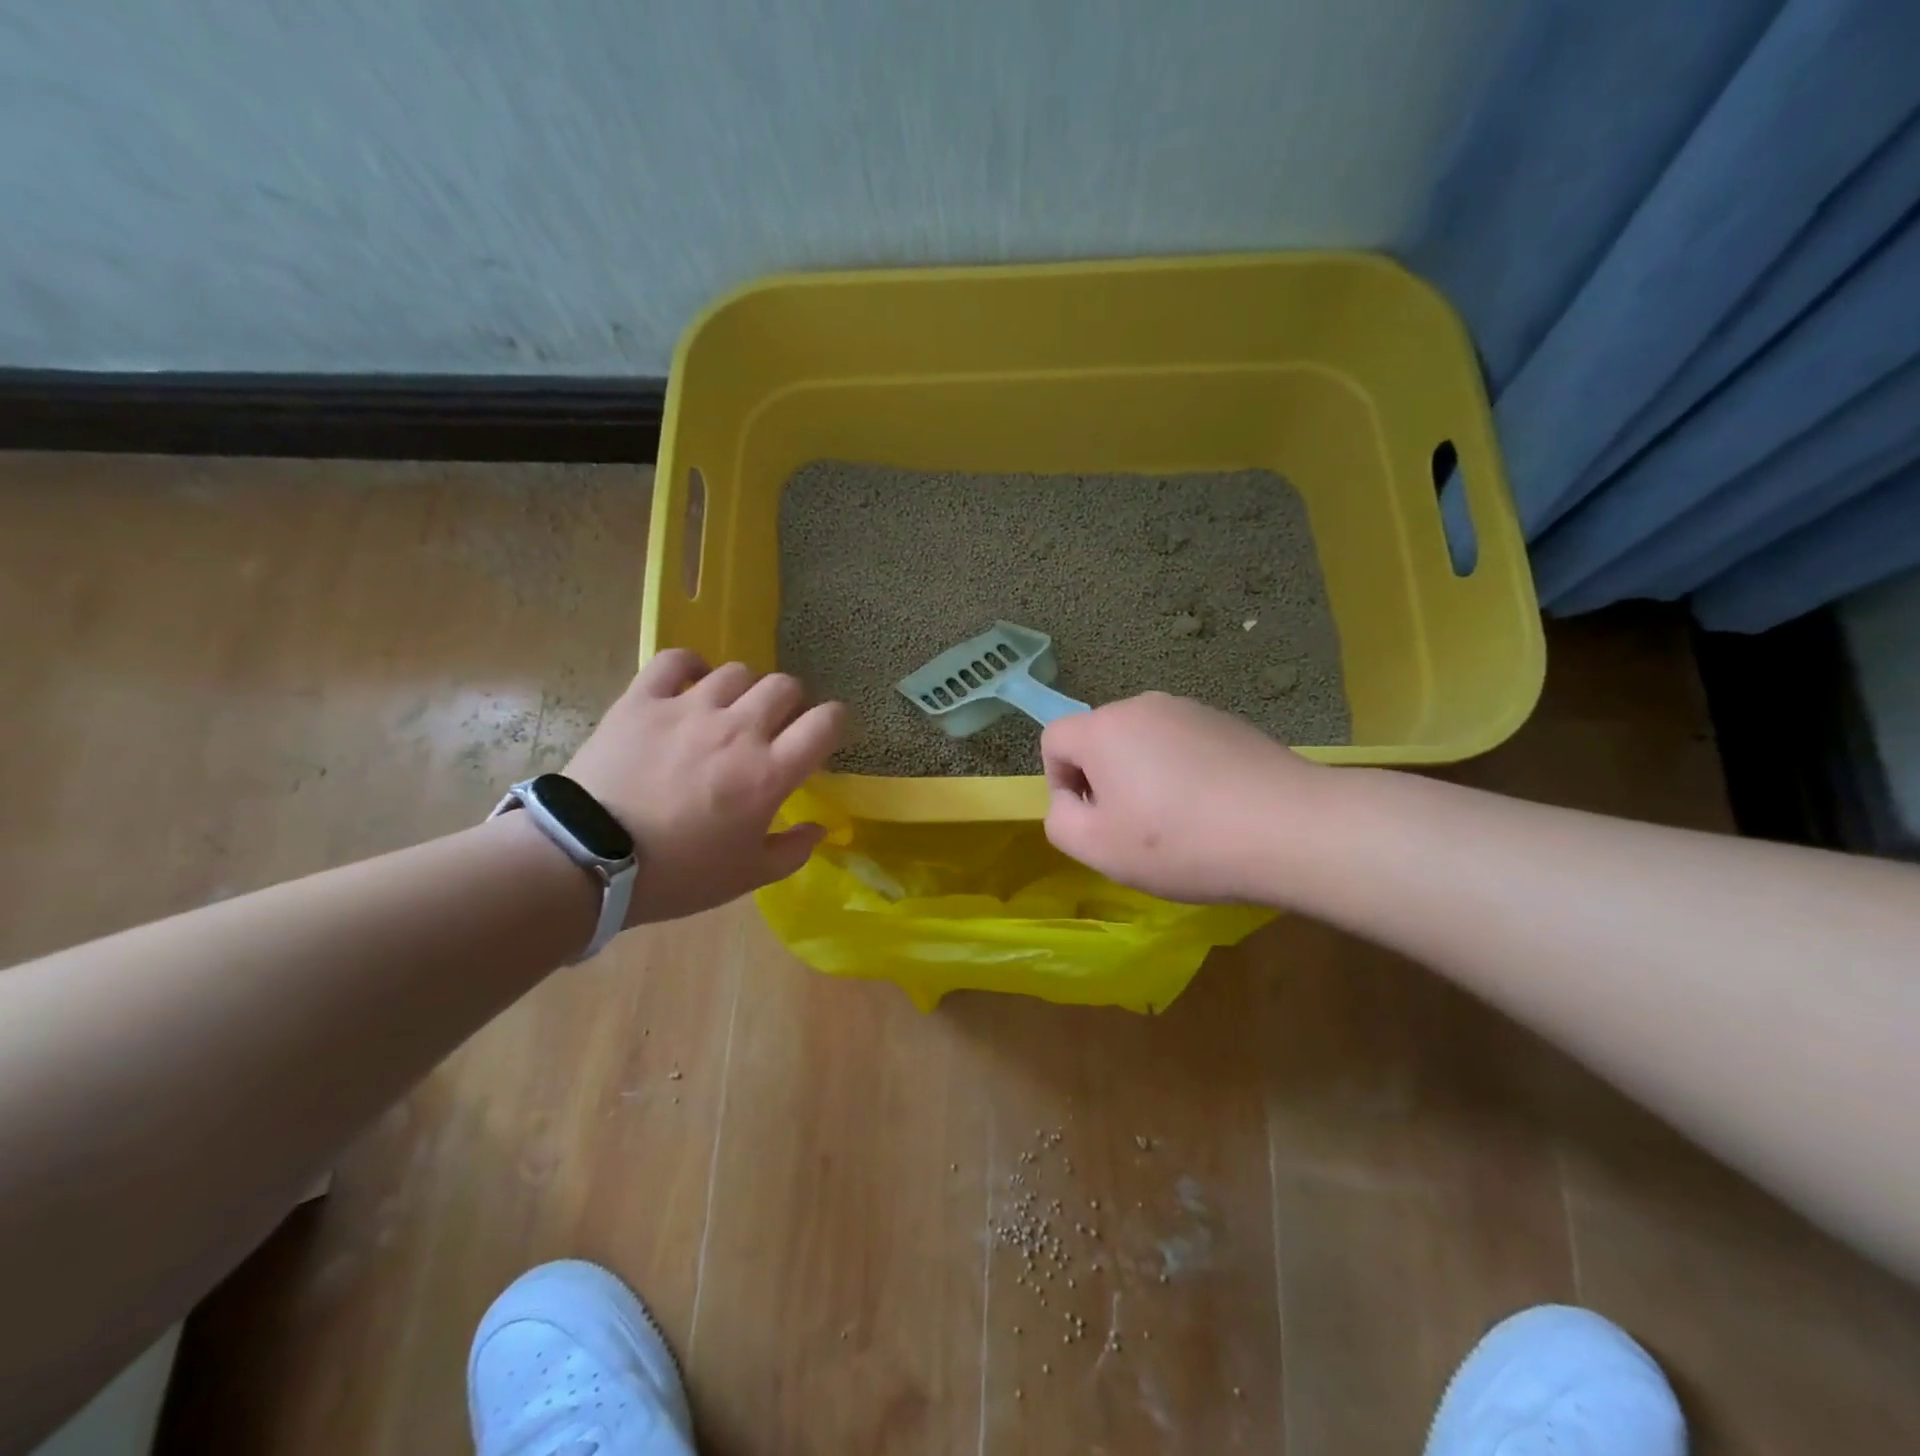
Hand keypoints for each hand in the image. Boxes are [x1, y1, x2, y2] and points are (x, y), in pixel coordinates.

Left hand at [564, 652, 845, 924]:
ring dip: (744, 689)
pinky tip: (691, 682)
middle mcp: (738, 729)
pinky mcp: (643, 699)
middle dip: (791, 703)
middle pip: (784, 686)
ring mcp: (689, 708)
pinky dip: (690, 666)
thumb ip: (792, 851)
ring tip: (730, 709)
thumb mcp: (746, 876)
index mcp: (769, 772)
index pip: (824, 723)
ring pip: (737, 671)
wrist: (588, 860)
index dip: (834, 722)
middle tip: (775, 726)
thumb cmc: (678, 874)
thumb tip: (819, 829)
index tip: (825, 733)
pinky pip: (676, 660)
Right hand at [1040, 692, 1325, 903]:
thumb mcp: (1097, 848)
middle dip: (1105, 781)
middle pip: (1100, 740)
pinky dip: (1185, 774)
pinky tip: (1215, 810)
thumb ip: (1060, 820)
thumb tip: (1071, 800)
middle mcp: (1143, 706)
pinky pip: (1185, 746)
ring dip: (1145, 778)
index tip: (1094, 820)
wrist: (1290, 828)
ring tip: (1180, 823)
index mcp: (1104, 728)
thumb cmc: (1179, 841)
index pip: (1054, 740)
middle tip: (1135, 828)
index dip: (1059, 783)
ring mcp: (1192, 710)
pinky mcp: (1230, 723)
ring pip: (1144, 744)